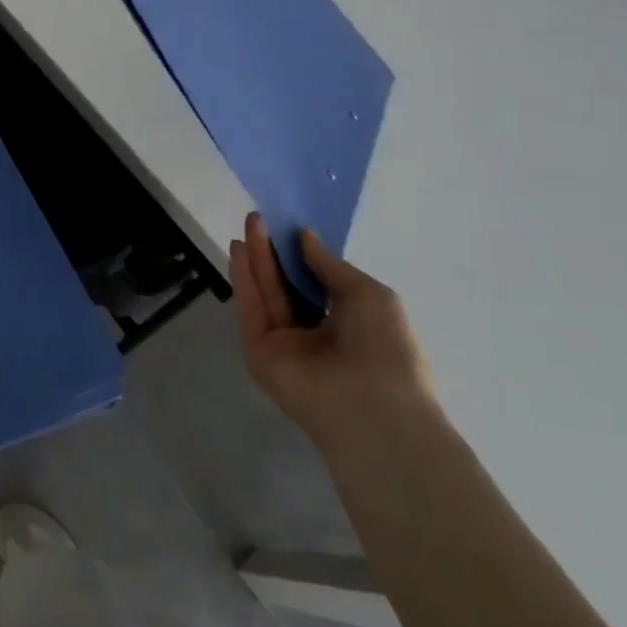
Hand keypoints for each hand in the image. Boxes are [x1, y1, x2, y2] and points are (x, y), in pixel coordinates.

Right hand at [228, 214, 434, 456]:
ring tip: (249, 224)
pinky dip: (244, 280)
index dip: (301, 255)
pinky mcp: (259, 352)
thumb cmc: (387, 347)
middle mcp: (313, 334)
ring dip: (256, 259)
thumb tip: (306, 236)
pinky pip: (251, 310)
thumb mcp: (368, 294)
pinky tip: (239, 250)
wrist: (374, 408)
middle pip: (286, 286)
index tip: (288, 226)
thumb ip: (330, 265)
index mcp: (346, 324)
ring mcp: (283, 344)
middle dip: (273, 252)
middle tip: (259, 219)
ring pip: (266, 294)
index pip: (316, 284)